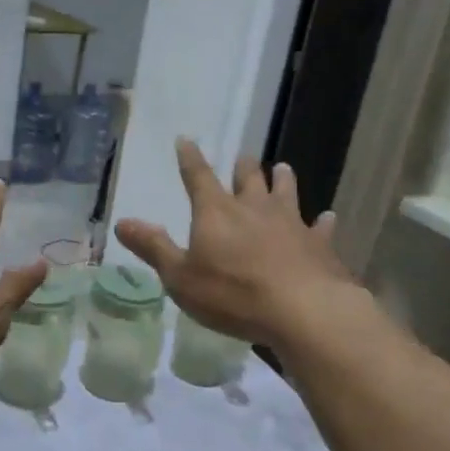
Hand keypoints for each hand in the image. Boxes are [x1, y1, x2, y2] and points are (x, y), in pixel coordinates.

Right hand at [116, 138, 358, 350]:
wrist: (304, 311)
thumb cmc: (233, 294)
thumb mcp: (180, 276)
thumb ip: (153, 248)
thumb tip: (122, 221)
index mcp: (216, 212)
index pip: (198, 177)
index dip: (190, 158)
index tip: (186, 140)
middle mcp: (254, 209)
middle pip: (248, 179)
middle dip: (243, 167)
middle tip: (244, 157)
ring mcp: (291, 224)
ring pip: (286, 193)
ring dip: (283, 180)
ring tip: (283, 168)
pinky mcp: (319, 245)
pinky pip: (321, 227)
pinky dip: (323, 221)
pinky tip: (328, 216)